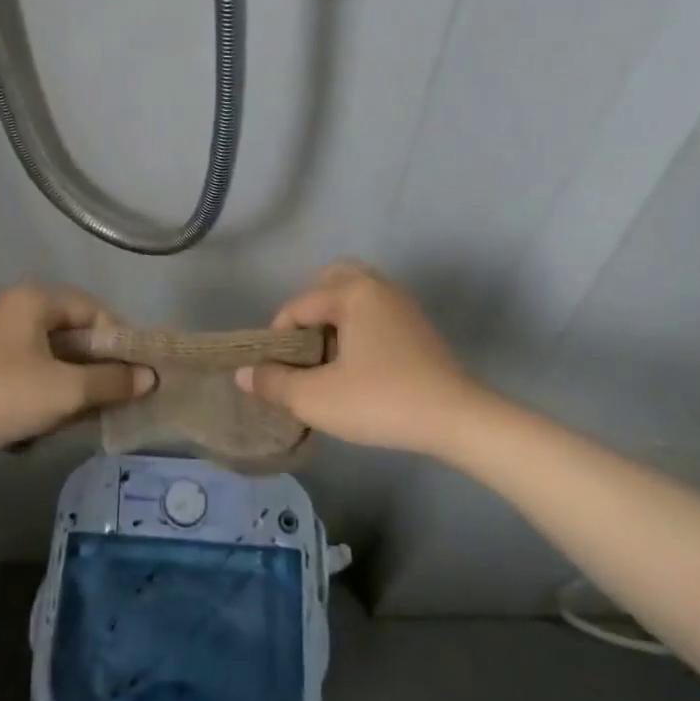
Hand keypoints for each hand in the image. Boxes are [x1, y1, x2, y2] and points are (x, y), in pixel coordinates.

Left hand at [0, 284, 155, 455]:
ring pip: (55, 351)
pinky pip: (33, 364)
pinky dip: (49, 385)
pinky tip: (54, 414)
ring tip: (88, 409)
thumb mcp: (65, 392)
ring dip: (74, 379)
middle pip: (75, 330)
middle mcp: (17, 305)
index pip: (94, 310)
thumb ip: (112, 381)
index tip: (138, 372)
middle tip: (117, 393)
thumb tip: (150, 377)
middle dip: (97, 365)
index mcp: (35, 299)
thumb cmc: (3, 397)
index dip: (121, 340)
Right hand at [235, 260, 494, 457]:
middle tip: (304, 350)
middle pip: (330, 280)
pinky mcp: (417, 324)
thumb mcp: (318, 398)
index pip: (297, 306)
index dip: (279, 339)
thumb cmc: (382, 401)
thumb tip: (243, 375)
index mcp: (351, 292)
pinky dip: (358, 324)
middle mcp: (377, 286)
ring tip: (328, 356)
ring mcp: (402, 303)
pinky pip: (375, 309)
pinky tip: (358, 362)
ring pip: (356, 293)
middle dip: (309, 310)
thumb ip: (275, 383)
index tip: (278, 372)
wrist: (457, 420)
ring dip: (335, 316)